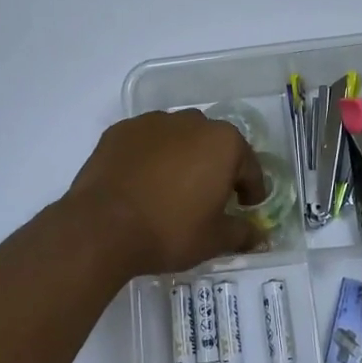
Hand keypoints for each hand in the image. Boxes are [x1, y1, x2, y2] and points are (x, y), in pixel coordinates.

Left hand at [67, 111, 265, 276]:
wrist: (102, 226)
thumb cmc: (169, 230)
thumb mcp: (214, 240)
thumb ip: (242, 233)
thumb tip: (259, 235)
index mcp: (223, 143)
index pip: (249, 166)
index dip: (250, 191)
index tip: (245, 208)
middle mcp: (192, 122)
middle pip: (213, 145)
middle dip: (215, 168)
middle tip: (208, 199)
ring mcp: (153, 122)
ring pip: (179, 138)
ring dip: (182, 158)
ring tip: (171, 190)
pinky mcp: (121, 130)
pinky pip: (146, 142)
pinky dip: (150, 157)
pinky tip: (142, 183)